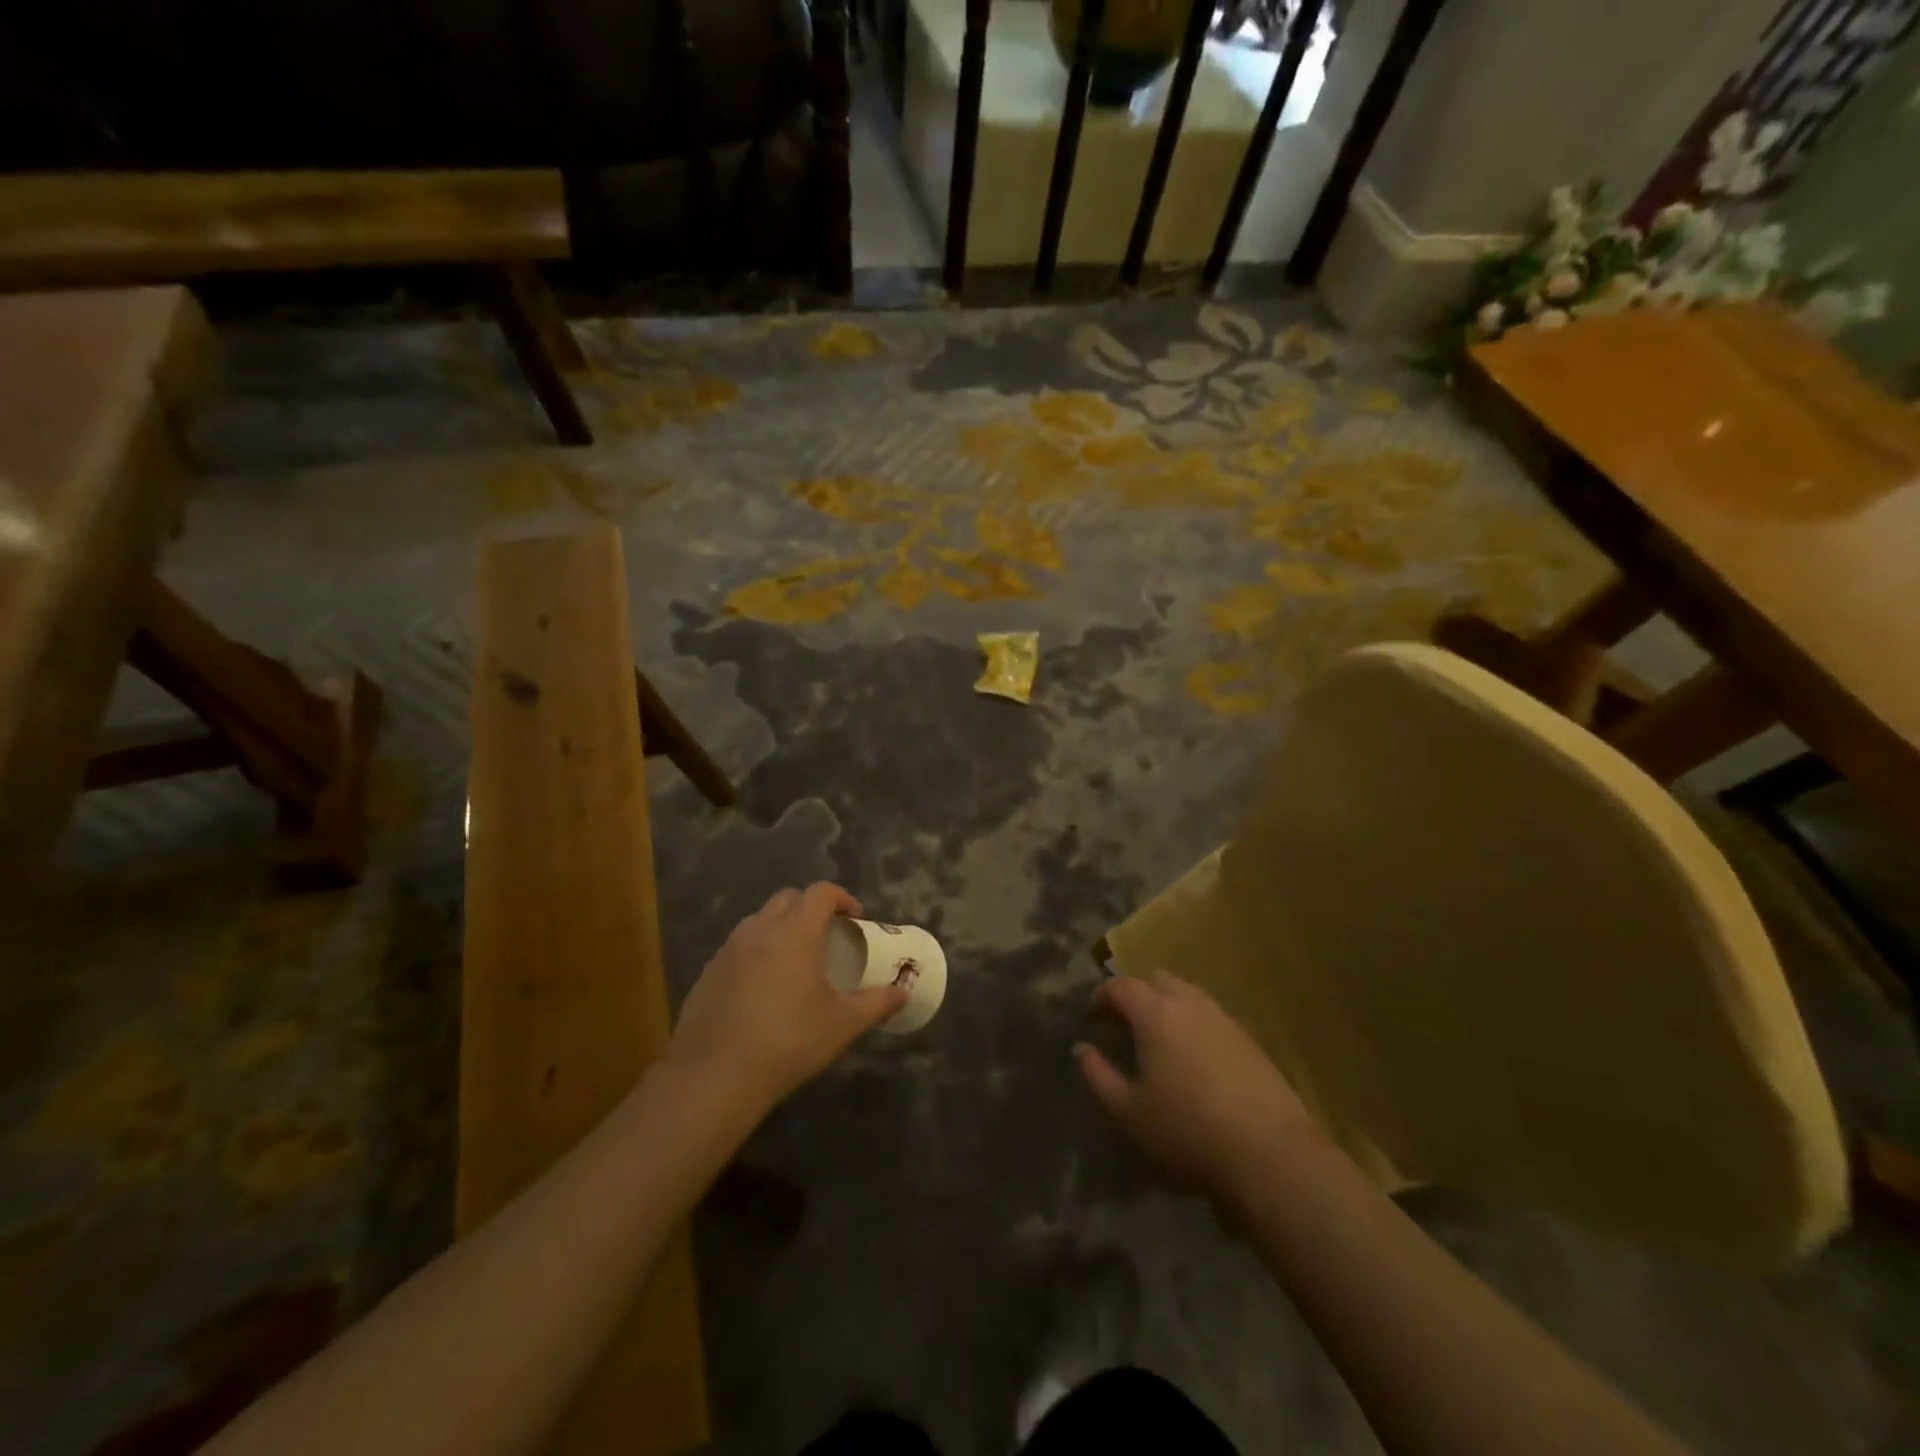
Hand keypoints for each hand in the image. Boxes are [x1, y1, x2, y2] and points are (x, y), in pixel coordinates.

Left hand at [668, 883, 906, 1113]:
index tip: (856, 919)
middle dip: (811, 908)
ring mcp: (728, 950)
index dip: (842, 898)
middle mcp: (759, 930)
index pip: (820, 893)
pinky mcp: (708, 973)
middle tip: (828, 935)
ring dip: (781, 927)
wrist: (713, 1077)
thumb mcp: (841, 1025)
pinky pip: (738, 948)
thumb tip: (903, 993)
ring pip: (759, 921)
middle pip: (788, 898)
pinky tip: (763, 989)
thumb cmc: (788, 1042)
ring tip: (796, 960)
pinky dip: (757, 952)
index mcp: (794, 933)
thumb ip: (875, 1004)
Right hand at [1076, 971, 1317, 1206]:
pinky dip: (1194, 1025)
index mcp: (1155, 1012)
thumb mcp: (1129, 1110)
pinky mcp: (1250, 1040)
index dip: (1102, 997)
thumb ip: (1098, 1075)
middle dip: (1137, 994)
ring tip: (1161, 1042)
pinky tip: (1195, 1061)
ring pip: (1188, 995)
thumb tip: (1082, 1049)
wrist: (1269, 1153)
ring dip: (1168, 1007)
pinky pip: (1212, 1017)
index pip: (1120, 986)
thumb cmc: (1187, 1130)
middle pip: (1157, 979)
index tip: (1094, 1019)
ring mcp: (1224, 1019)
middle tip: (1127, 1025)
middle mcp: (1190, 1003)